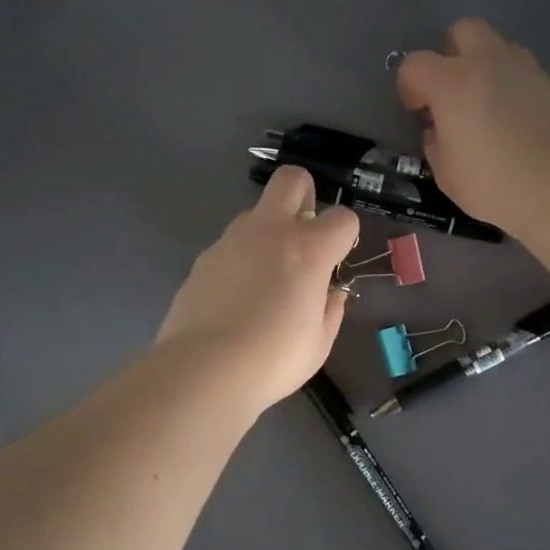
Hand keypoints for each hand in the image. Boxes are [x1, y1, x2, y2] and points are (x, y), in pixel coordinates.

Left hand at [158, 167, 358, 410]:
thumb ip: (331, 309)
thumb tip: (330, 293)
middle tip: (303, 234)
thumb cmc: (274, 359)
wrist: (204, 370)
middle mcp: (271, 231)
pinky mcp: (204, 257)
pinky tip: (236, 296)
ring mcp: (232, 240)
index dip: (345, 235)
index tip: (337, 260)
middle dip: (303, 195)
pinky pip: (231, 244)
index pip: (342, 217)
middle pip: (291, 179)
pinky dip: (241, 258)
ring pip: (256, 212)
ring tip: (266, 276)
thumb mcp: (320, 343)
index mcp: (309, 249)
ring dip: (268, 231)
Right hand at [397, 18, 549, 233]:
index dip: (409, 86)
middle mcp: (489, 62)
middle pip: (464, 30)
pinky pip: (526, 75)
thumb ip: (437, 144)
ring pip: (500, 48)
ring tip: (489, 107)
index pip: (415, 64)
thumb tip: (438, 132)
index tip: (417, 111)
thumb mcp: (447, 174)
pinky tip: (519, 123)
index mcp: (452, 82)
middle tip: (453, 91)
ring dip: (487, 68)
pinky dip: (516, 89)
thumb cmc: (492, 183)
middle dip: (453, 53)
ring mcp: (527, 70)